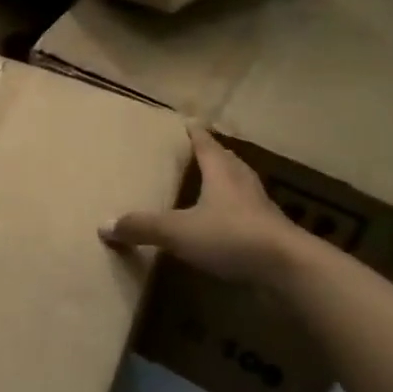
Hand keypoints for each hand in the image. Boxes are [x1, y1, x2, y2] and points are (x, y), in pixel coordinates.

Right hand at [100, 125, 309, 284]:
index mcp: (222, 174)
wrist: (289, 269)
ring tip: (214, 183)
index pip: (206, 145)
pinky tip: (227, 223)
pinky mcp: (271, 235)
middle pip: (228, 162)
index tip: (189, 122)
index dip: (196, 134)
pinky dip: (236, 213)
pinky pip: (249, 215)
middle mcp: (243, 185)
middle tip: (201, 149)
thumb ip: (142, 226)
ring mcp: (261, 210)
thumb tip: (103, 224)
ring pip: (242, 187)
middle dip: (215, 155)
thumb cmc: (231, 236)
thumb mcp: (178, 231)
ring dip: (228, 182)